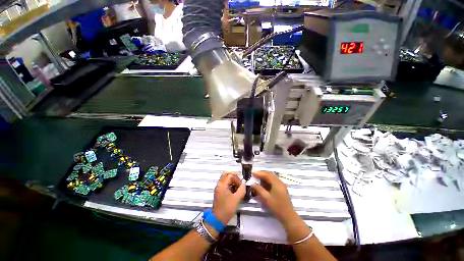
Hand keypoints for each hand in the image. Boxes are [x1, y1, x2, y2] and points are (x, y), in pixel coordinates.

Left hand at [212, 172, 245, 224]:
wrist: (217, 219)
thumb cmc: (226, 209)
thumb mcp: (236, 199)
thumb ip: (241, 190)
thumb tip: (244, 184)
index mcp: (222, 185)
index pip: (230, 175)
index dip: (237, 179)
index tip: (241, 185)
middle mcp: (219, 184)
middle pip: (226, 174)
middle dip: (234, 176)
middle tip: (239, 181)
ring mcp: (219, 188)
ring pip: (225, 179)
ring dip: (232, 180)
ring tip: (238, 187)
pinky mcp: (219, 192)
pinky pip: (225, 184)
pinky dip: (230, 184)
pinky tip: (235, 190)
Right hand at [251, 171, 297, 225]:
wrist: (288, 216)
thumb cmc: (276, 207)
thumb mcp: (266, 198)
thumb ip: (259, 189)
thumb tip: (252, 184)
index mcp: (277, 183)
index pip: (267, 174)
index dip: (259, 173)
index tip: (252, 173)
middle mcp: (280, 182)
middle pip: (270, 174)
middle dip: (262, 174)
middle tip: (254, 174)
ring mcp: (281, 185)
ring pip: (272, 177)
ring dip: (265, 177)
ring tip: (257, 179)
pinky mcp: (282, 189)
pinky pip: (273, 181)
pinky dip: (268, 181)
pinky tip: (263, 184)